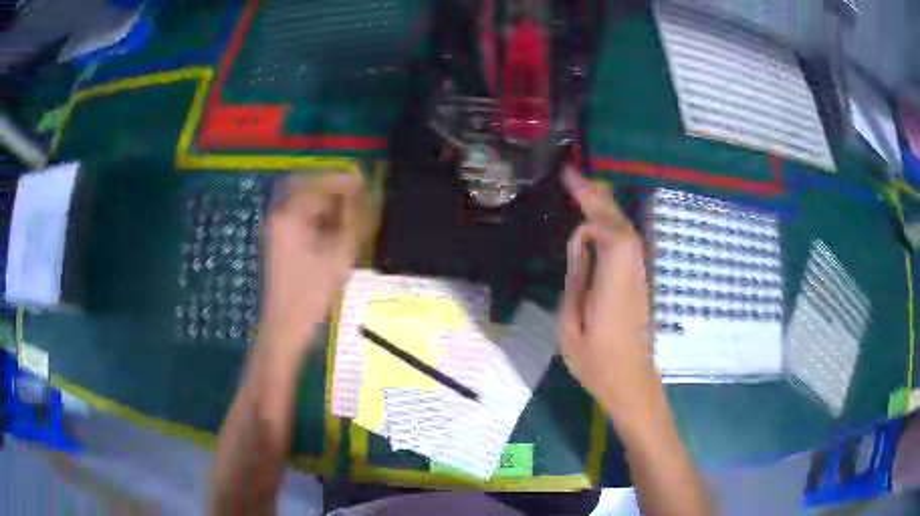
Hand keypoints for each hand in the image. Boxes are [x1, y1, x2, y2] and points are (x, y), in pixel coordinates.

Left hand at [260, 171, 366, 358]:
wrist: (284, 328)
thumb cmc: (310, 295)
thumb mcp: (339, 257)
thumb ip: (357, 222)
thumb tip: (371, 196)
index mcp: (289, 217)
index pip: (316, 183)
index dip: (342, 180)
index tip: (364, 184)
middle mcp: (280, 218)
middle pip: (308, 190)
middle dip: (334, 192)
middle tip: (358, 200)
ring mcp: (278, 232)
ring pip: (306, 206)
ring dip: (329, 207)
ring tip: (351, 220)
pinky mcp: (281, 246)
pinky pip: (303, 221)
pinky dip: (321, 222)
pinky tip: (337, 237)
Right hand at [559, 168, 662, 425]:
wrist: (632, 383)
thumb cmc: (597, 365)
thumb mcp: (570, 330)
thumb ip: (576, 284)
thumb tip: (579, 247)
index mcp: (614, 288)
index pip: (612, 237)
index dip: (592, 213)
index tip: (568, 192)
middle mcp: (631, 276)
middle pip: (622, 227)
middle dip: (598, 198)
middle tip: (571, 176)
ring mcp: (638, 278)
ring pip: (628, 233)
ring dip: (606, 208)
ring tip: (581, 191)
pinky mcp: (638, 283)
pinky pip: (627, 245)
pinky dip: (611, 225)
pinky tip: (596, 222)